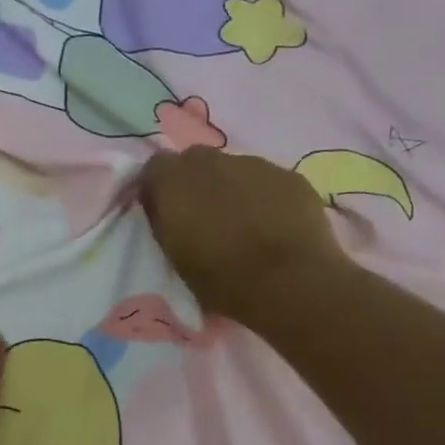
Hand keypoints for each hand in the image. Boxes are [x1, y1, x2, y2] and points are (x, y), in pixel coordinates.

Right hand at [138, 148, 350, 325]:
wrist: (289, 282)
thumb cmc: (222, 279)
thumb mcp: (175, 258)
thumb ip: (165, 223)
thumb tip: (166, 210)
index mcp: (175, 181)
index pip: (155, 167)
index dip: (159, 188)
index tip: (164, 213)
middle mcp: (212, 161)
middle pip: (196, 162)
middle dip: (196, 184)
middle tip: (204, 219)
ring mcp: (255, 164)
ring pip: (235, 169)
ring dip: (232, 189)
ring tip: (244, 225)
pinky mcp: (290, 175)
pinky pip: (268, 181)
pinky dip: (265, 197)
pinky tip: (275, 227)